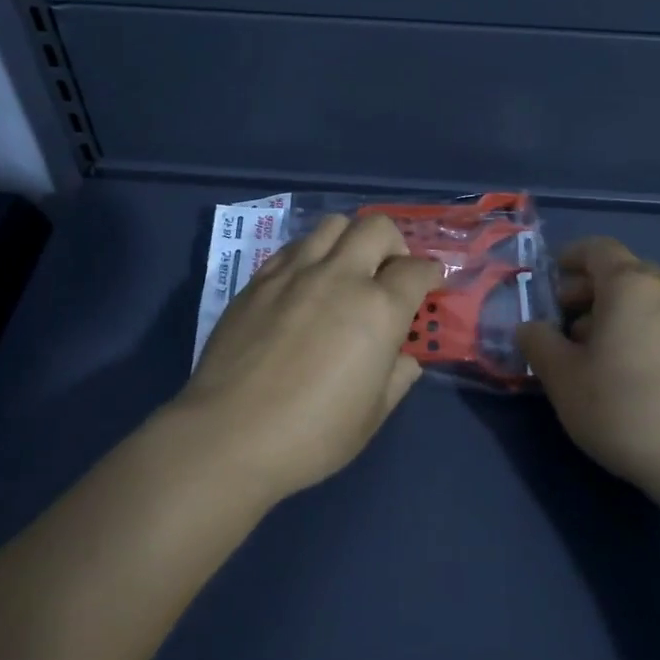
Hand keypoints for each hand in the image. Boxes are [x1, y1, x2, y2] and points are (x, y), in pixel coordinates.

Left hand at [179, 213, 441, 500]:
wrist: (228, 435)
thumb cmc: (311, 435)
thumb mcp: (371, 416)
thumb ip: (396, 377)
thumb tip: (403, 358)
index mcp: (378, 310)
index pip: (417, 269)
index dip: (431, 274)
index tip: (430, 285)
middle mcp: (340, 276)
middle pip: (377, 227)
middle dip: (394, 244)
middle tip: (389, 274)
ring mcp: (295, 272)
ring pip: (333, 225)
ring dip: (350, 241)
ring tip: (345, 271)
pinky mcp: (259, 279)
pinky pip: (294, 246)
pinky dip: (311, 254)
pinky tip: (306, 283)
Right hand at [518, 237, 659, 503]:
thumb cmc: (624, 407)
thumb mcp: (563, 378)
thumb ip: (539, 344)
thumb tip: (530, 328)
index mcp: (630, 285)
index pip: (598, 248)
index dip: (570, 257)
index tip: (549, 280)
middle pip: (623, 273)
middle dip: (588, 290)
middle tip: (562, 322)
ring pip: (645, 303)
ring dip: (613, 315)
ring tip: (590, 355)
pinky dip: (639, 334)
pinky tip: (626, 376)